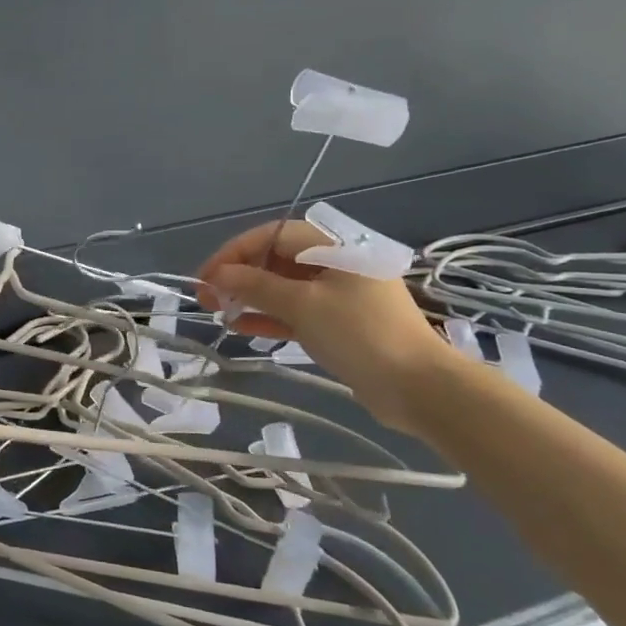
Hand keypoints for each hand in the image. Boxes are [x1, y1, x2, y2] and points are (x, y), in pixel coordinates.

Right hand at [196, 220, 460, 434]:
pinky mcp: (341, 324)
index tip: (206, 276)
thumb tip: (218, 275)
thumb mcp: (302, 306)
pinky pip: (297, 312)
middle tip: (207, 298)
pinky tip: (243, 327)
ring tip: (219, 313)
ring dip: (250, 297)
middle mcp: (337, 264)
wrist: (420, 389)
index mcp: (335, 247)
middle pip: (277, 260)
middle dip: (239, 276)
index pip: (273, 236)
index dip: (234, 252)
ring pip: (284, 288)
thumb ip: (256, 285)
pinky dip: (270, 317)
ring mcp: (340, 295)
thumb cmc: (360, 335)